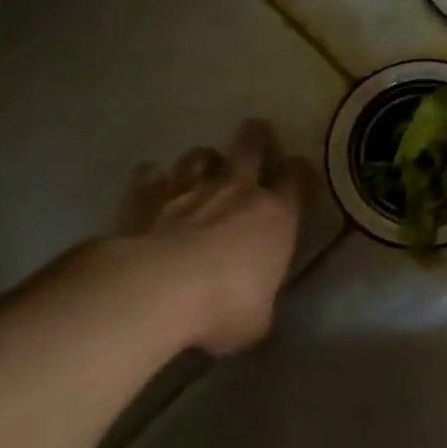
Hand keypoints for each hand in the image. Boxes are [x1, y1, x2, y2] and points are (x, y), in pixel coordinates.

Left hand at [112, 118, 315, 353]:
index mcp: (277, 215)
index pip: (299, 180)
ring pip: (198, 157)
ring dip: (201, 159)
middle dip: (255, 137)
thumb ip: (259, 302)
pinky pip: (148, 180)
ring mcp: (188, 191)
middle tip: (255, 128)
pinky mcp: (144, 201)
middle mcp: (236, 192)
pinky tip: (150, 178)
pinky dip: (151, 178)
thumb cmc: (224, 305)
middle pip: (251, 148)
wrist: (156, 292)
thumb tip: (252, 307)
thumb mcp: (257, 318)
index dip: (302, 172)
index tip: (301, 170)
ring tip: (201, 164)